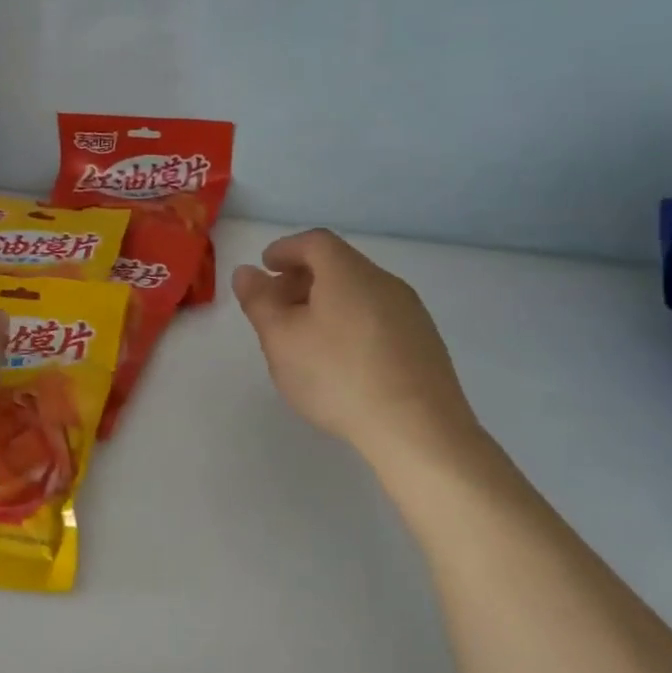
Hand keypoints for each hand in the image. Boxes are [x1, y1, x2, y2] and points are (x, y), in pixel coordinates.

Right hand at [233, 229, 483, 478]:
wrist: (418, 430)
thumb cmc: (337, 376)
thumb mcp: (281, 339)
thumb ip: (258, 301)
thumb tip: (246, 272)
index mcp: (348, 273)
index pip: (314, 242)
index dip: (285, 249)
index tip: (265, 266)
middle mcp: (384, 282)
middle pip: (339, 266)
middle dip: (302, 278)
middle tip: (276, 305)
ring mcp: (411, 313)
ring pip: (360, 293)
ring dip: (327, 302)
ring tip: (305, 336)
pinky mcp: (425, 344)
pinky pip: (378, 318)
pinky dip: (351, 322)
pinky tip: (341, 359)